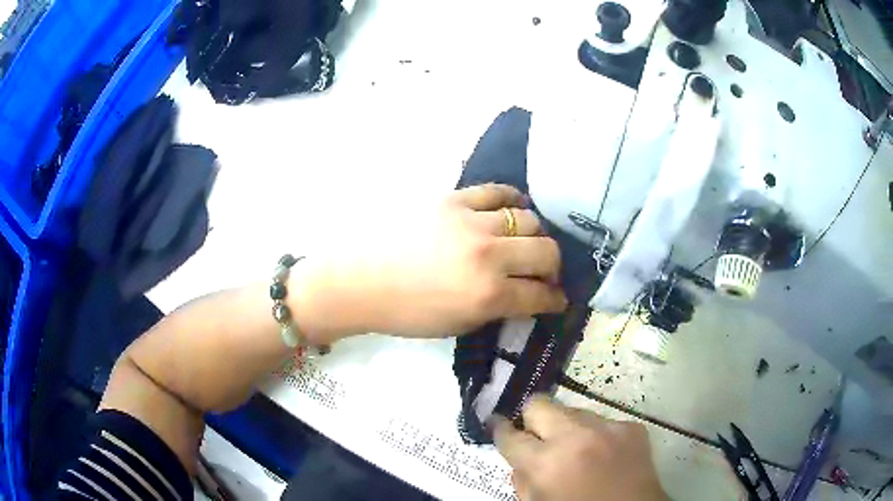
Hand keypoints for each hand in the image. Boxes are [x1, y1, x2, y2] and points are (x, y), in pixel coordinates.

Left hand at [295, 184, 566, 341]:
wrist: (359, 280)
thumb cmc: (406, 312)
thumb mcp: (458, 324)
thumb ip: (498, 308)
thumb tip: (524, 295)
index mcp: (488, 295)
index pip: (541, 295)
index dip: (555, 299)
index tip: (558, 298)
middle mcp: (488, 255)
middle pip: (546, 251)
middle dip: (553, 266)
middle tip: (544, 272)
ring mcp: (471, 222)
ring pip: (527, 219)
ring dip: (534, 235)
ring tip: (525, 242)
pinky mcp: (453, 199)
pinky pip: (497, 192)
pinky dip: (512, 200)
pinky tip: (514, 209)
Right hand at [494, 395, 667, 500]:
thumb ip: (522, 479)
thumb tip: (519, 456)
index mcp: (546, 464)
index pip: (510, 435)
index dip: (500, 429)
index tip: (497, 423)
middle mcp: (576, 437)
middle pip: (539, 404)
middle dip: (532, 418)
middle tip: (537, 434)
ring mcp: (608, 428)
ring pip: (573, 411)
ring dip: (568, 427)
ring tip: (577, 449)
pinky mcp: (632, 427)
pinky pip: (604, 421)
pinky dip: (598, 435)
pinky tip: (604, 454)